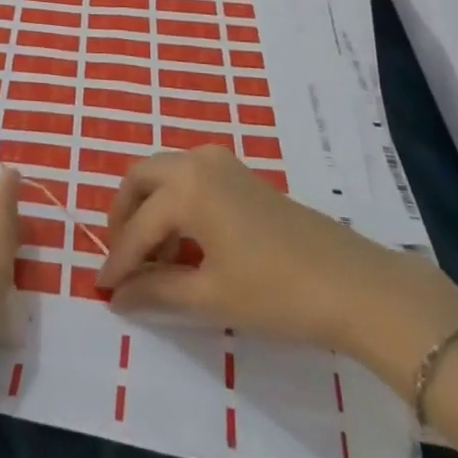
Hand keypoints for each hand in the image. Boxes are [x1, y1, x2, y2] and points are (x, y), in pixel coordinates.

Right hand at [96, 147, 457, 387]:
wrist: (354, 284)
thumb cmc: (277, 291)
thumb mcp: (211, 296)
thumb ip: (157, 290)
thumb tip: (118, 296)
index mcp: (186, 188)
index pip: (137, 225)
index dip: (118, 259)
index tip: (103, 288)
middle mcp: (197, 162)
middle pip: (141, 177)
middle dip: (124, 215)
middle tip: (121, 257)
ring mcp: (221, 163)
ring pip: (165, 174)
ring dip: (150, 208)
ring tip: (155, 259)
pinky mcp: (240, 174)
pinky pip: (190, 178)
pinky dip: (175, 203)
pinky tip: (186, 244)